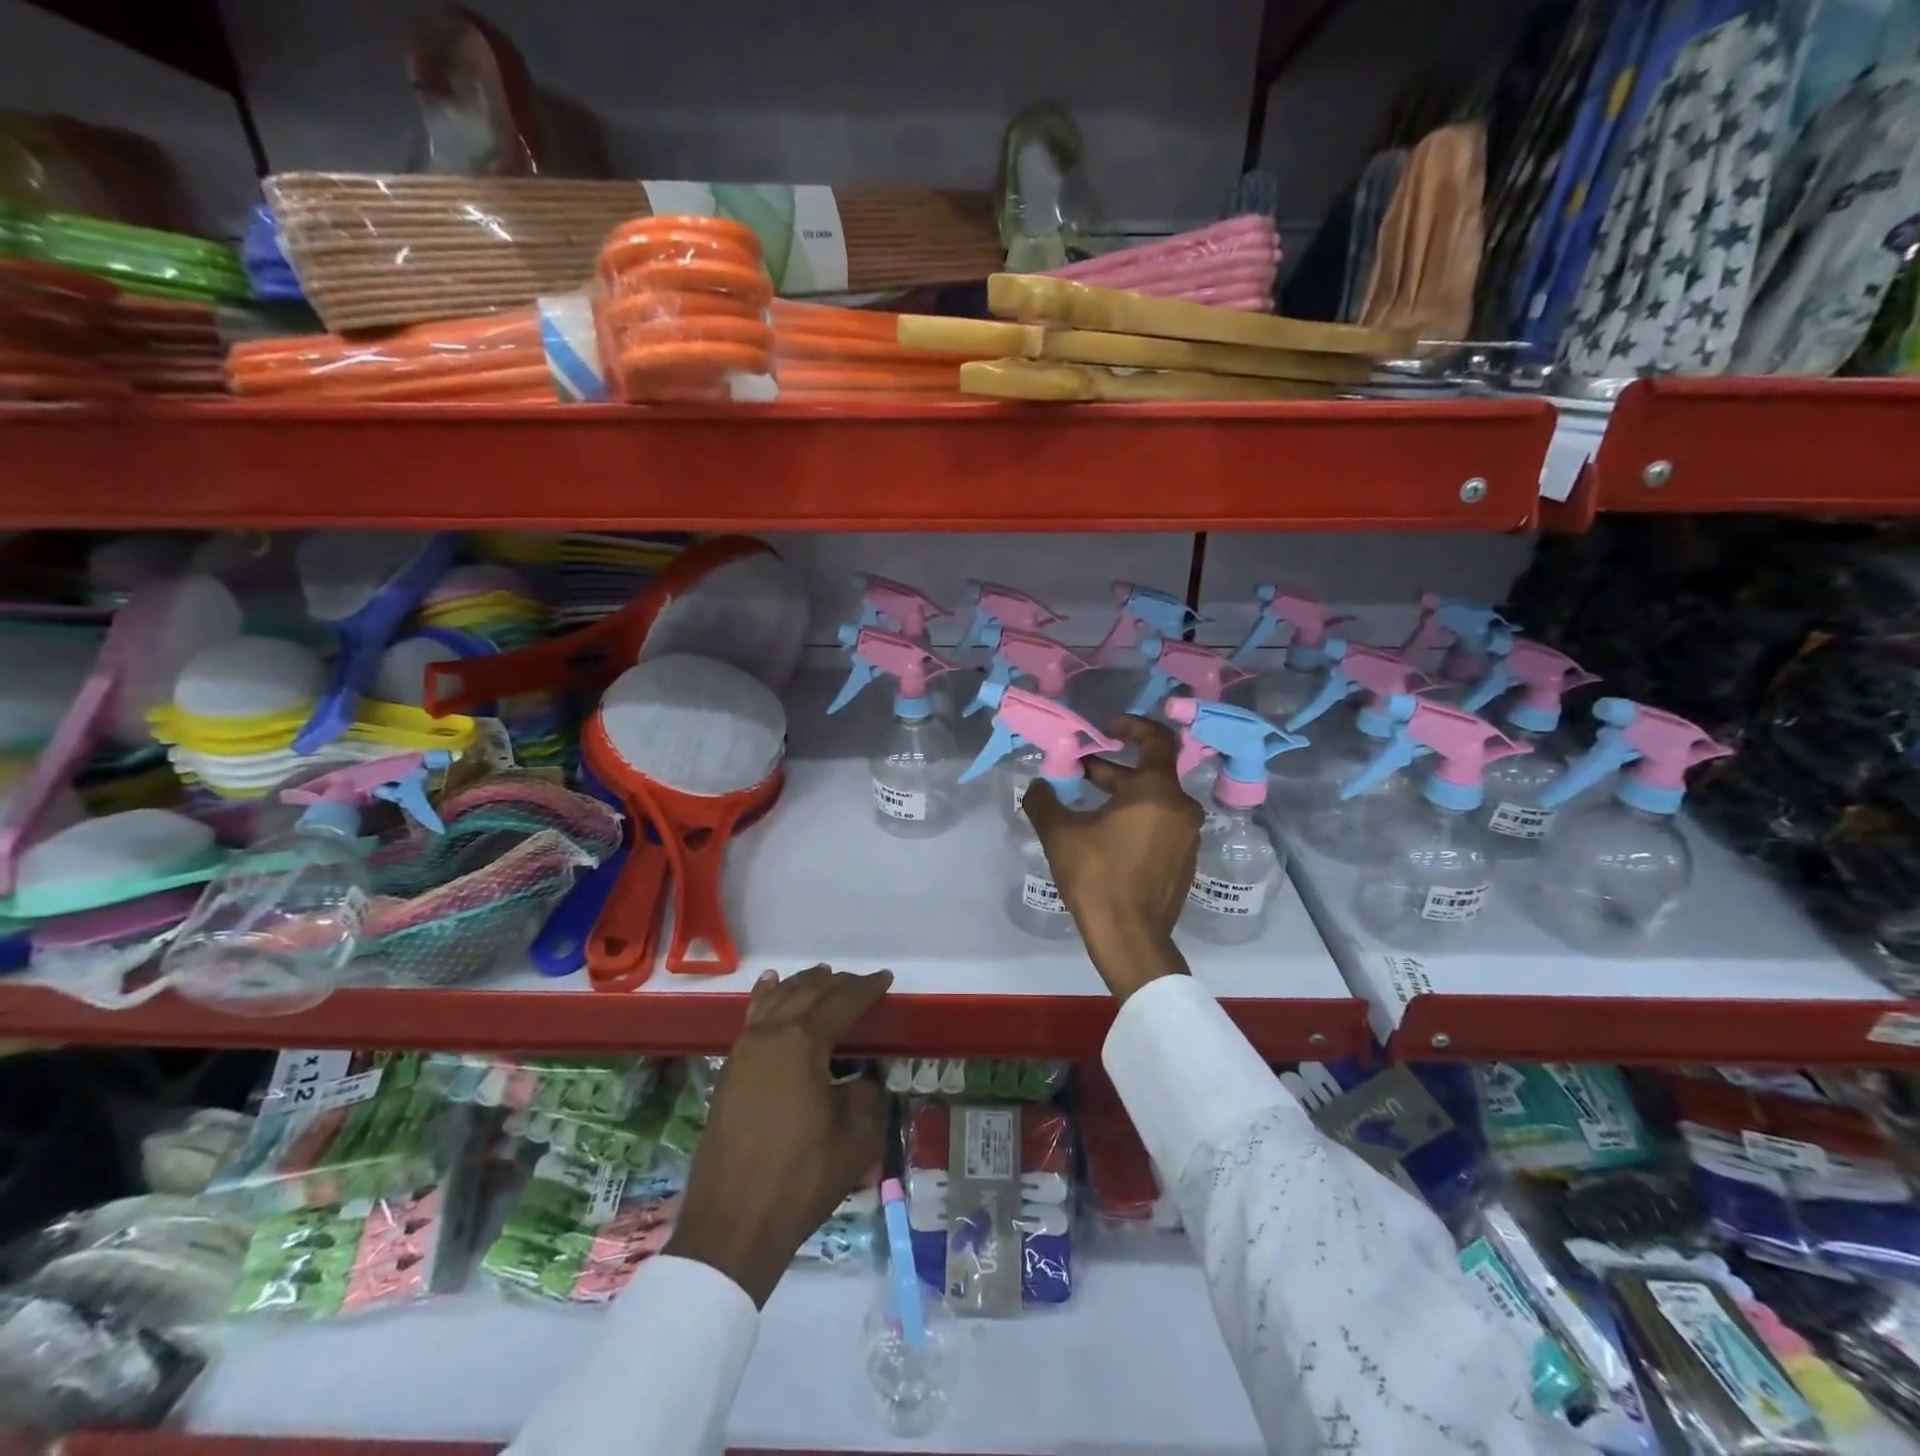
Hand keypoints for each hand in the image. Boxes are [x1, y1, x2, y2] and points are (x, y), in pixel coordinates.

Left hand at [666, 965, 890, 1306]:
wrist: (732, 1225)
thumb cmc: (801, 1178)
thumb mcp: (856, 1137)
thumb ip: (865, 1094)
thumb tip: (857, 1080)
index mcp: (802, 1043)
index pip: (841, 1002)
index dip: (867, 989)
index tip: (886, 979)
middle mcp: (770, 1035)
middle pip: (807, 993)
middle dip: (836, 983)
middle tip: (860, 981)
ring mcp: (743, 1051)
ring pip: (776, 1000)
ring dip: (801, 985)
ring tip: (821, 974)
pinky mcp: (729, 1072)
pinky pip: (752, 1019)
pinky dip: (766, 998)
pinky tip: (769, 988)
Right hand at [1022, 714, 1199, 1001]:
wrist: (1130, 938)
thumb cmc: (1097, 876)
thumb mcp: (1060, 834)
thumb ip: (1045, 801)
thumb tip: (1037, 786)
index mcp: (1157, 791)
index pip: (1156, 739)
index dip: (1132, 726)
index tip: (1105, 728)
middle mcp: (1181, 808)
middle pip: (1149, 773)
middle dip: (1112, 768)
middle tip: (1079, 771)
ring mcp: (1187, 837)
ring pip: (1154, 801)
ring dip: (1122, 795)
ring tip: (1086, 805)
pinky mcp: (1184, 862)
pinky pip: (1160, 826)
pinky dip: (1136, 819)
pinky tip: (1105, 836)